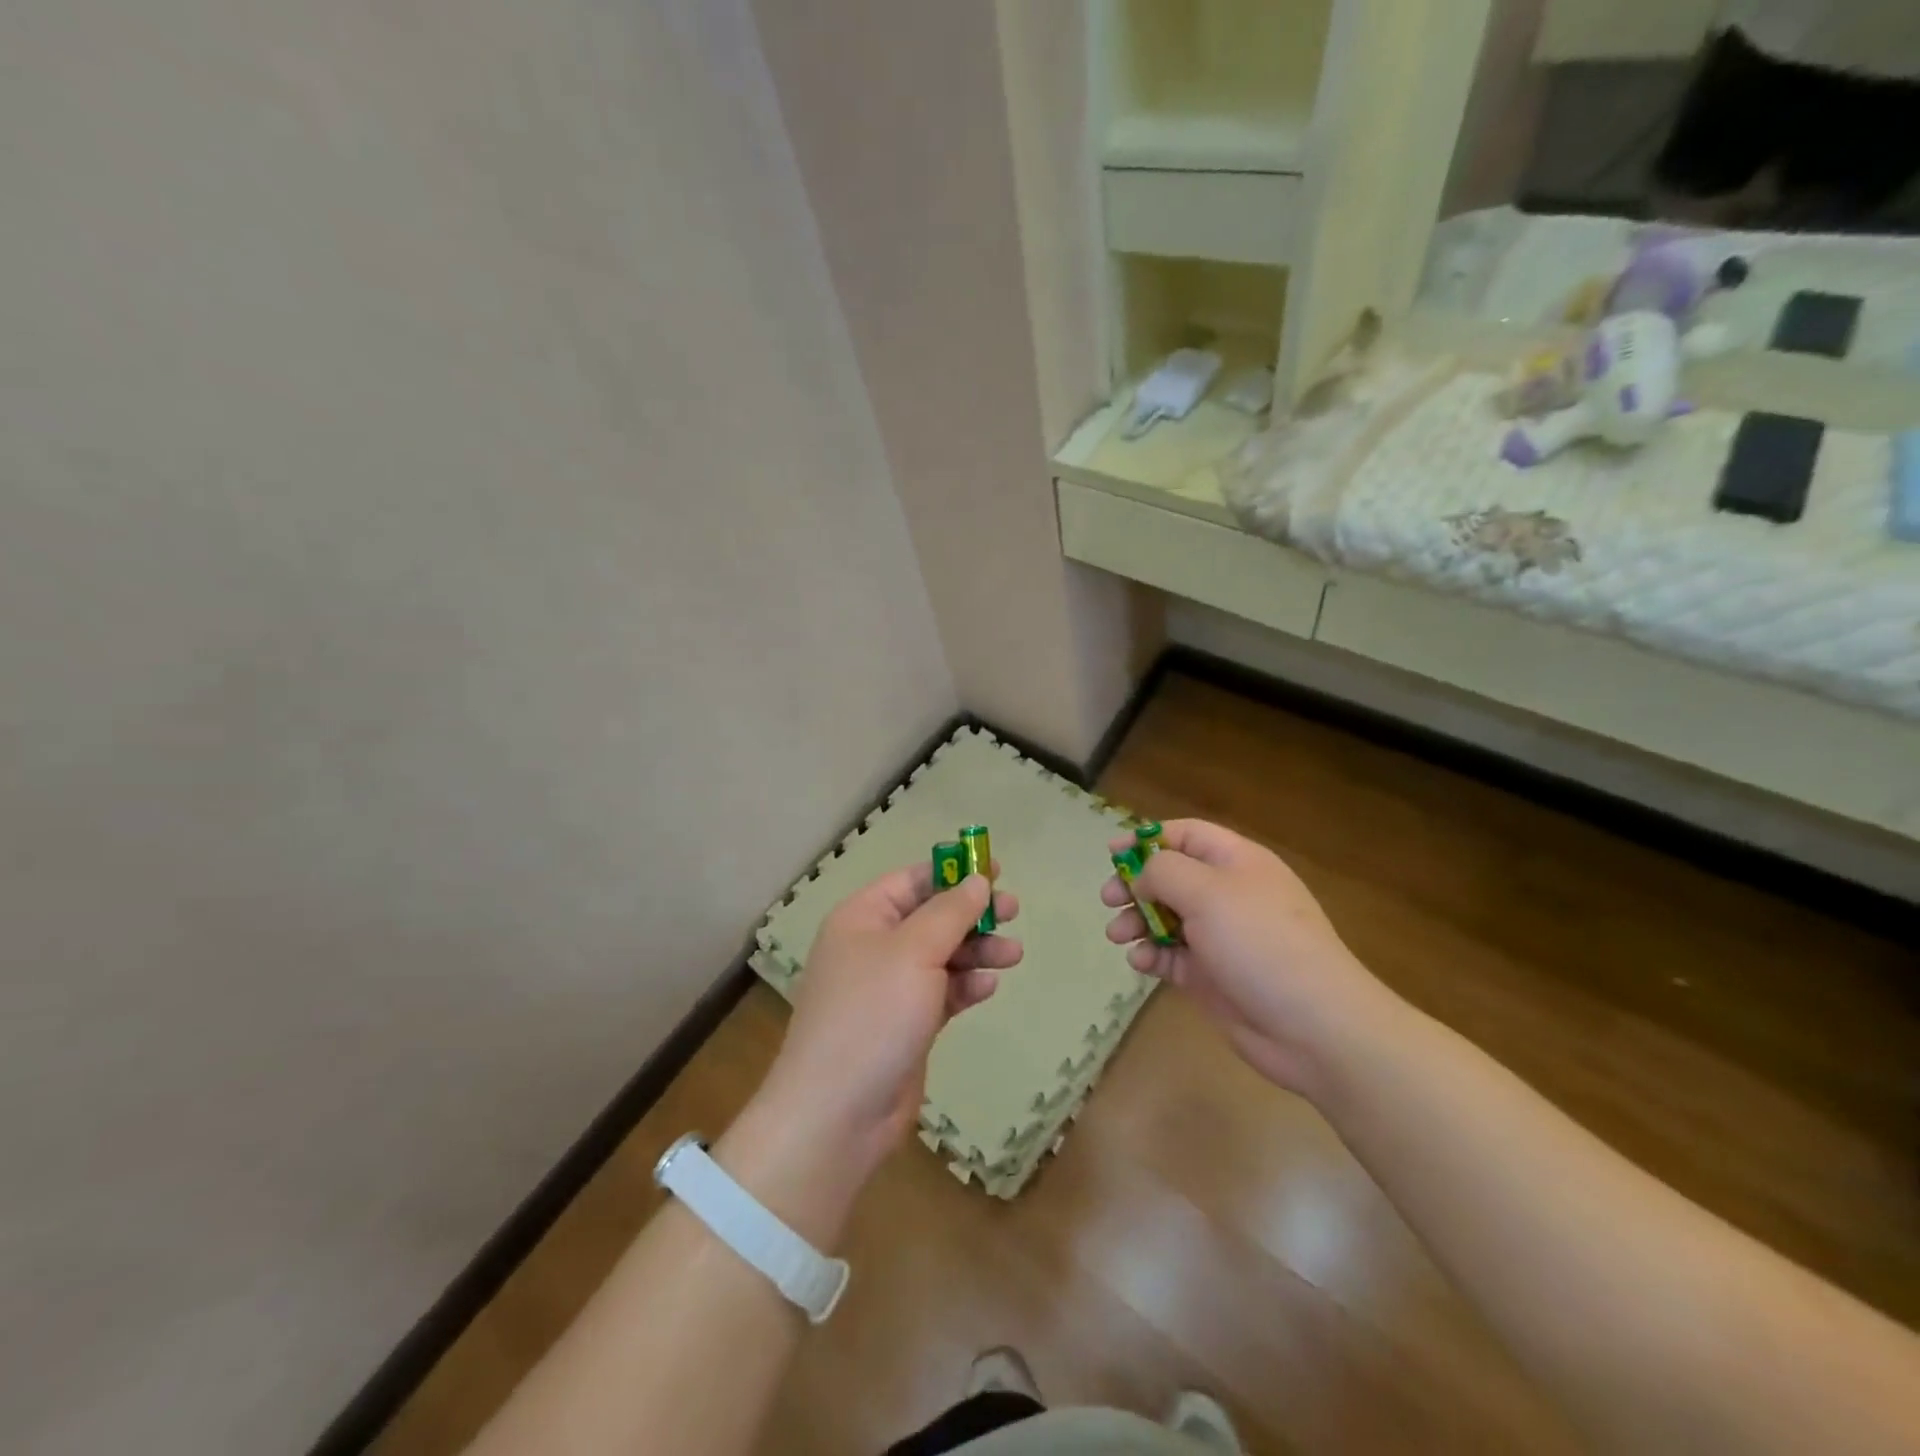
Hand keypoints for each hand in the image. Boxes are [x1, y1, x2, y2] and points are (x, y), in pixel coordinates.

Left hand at [761, 863, 1019, 1178]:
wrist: (838, 1113)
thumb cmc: (872, 1013)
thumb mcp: (914, 951)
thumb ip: (950, 913)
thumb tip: (977, 881)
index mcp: (863, 917)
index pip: (912, 880)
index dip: (953, 871)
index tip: (995, 870)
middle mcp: (874, 947)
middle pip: (931, 916)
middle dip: (972, 914)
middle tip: (1013, 912)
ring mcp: (890, 988)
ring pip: (941, 955)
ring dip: (977, 951)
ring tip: (1014, 955)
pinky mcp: (906, 1024)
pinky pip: (942, 992)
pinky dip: (965, 986)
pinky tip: (989, 987)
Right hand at [1102, 819, 1384, 1096]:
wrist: (1313, 1026)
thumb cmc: (1260, 943)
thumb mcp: (1208, 891)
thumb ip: (1164, 871)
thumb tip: (1142, 877)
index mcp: (1236, 862)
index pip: (1186, 835)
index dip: (1147, 839)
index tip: (1111, 853)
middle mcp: (1227, 894)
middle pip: (1170, 877)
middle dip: (1135, 884)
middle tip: (1108, 898)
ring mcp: (1219, 937)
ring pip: (1165, 917)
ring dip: (1136, 921)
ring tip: (1118, 935)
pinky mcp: (1211, 975)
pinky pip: (1171, 955)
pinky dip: (1151, 954)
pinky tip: (1141, 962)